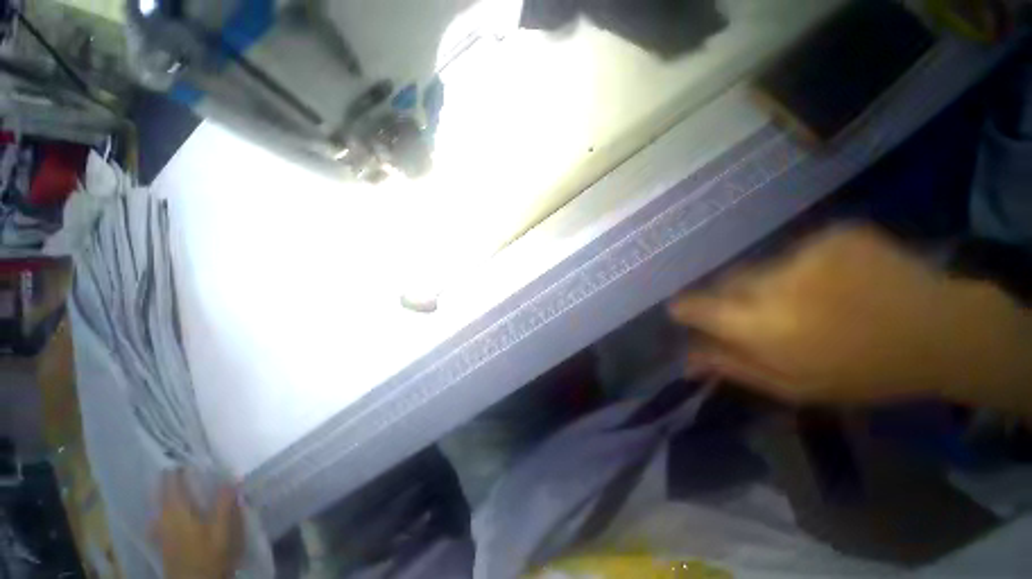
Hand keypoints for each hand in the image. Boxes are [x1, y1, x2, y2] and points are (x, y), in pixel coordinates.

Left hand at [153, 470, 242, 578]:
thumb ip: (224, 503)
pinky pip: (160, 516)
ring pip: (159, 504)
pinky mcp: (162, 541)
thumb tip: (231, 477)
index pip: (172, 481)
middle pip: (162, 491)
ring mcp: (160, 530)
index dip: (177, 466)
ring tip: (178, 484)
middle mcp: (163, 516)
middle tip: (183, 463)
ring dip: (166, 492)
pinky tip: (171, 511)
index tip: (186, 451)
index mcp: (176, 510)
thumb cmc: (209, 555)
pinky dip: (165, 508)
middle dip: (170, 477)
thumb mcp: (222, 531)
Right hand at [669, 226, 1028, 405]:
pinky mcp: (832, 234)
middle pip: (725, 282)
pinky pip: (796, 251)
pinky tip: (833, 280)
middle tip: (765, 314)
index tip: (687, 313)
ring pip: (760, 266)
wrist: (941, 332)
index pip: (695, 306)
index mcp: (761, 326)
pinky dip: (804, 266)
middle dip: (733, 298)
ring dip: (770, 283)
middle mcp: (773, 283)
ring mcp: (806, 252)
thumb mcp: (791, 385)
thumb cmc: (860, 372)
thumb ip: (732, 367)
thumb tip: (685, 361)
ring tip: (808, 299)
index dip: (686, 309)